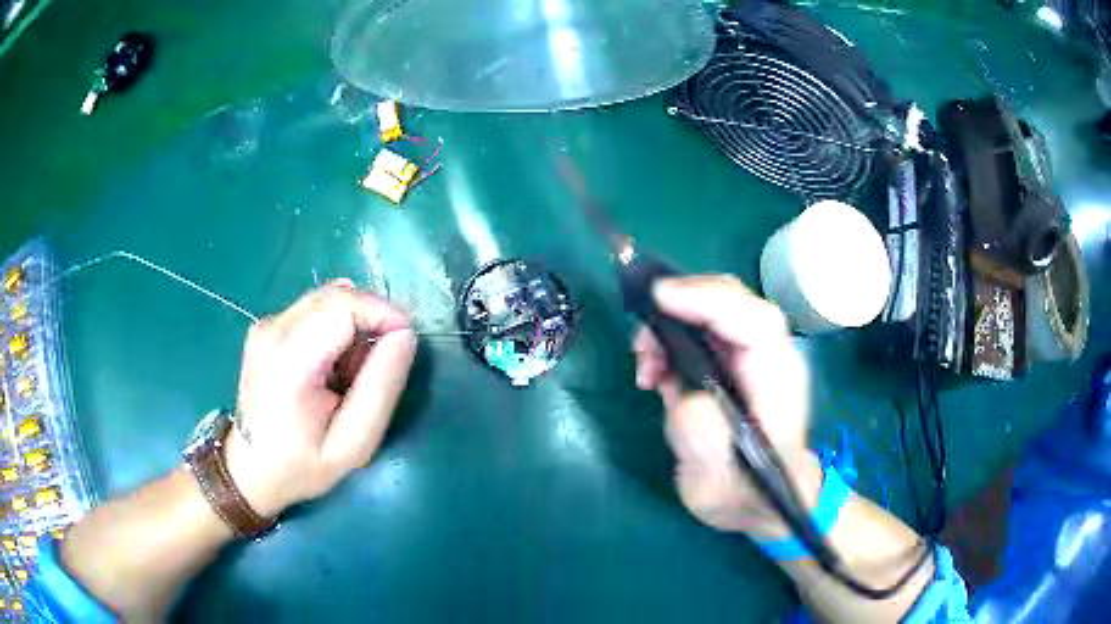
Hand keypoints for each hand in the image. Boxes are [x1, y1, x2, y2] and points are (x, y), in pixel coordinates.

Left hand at [223, 279, 416, 517]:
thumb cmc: (302, 465)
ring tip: (351, 372)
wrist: (251, 468)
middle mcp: (273, 330)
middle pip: (338, 296)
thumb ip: (381, 389)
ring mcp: (267, 324)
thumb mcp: (354, 444)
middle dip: (371, 320)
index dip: (383, 315)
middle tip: (378, 366)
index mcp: (290, 361)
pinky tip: (332, 365)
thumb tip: (404, 335)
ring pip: (328, 299)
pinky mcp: (267, 325)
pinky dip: (336, 329)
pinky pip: (315, 309)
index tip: (404, 344)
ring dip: (354, 325)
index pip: (345, 306)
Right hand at [633, 275, 821, 536]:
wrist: (761, 501)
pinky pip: (702, 330)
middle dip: (682, 303)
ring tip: (645, 367)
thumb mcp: (717, 485)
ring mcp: (752, 357)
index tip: (660, 298)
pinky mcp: (733, 361)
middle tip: (641, 341)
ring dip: (670, 324)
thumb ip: (702, 437)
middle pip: (733, 301)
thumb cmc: (746, 495)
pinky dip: (670, 339)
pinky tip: (653, 372)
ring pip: (713, 310)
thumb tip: (683, 392)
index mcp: (777, 385)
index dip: (709, 300)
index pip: (755, 323)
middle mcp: (770, 359)